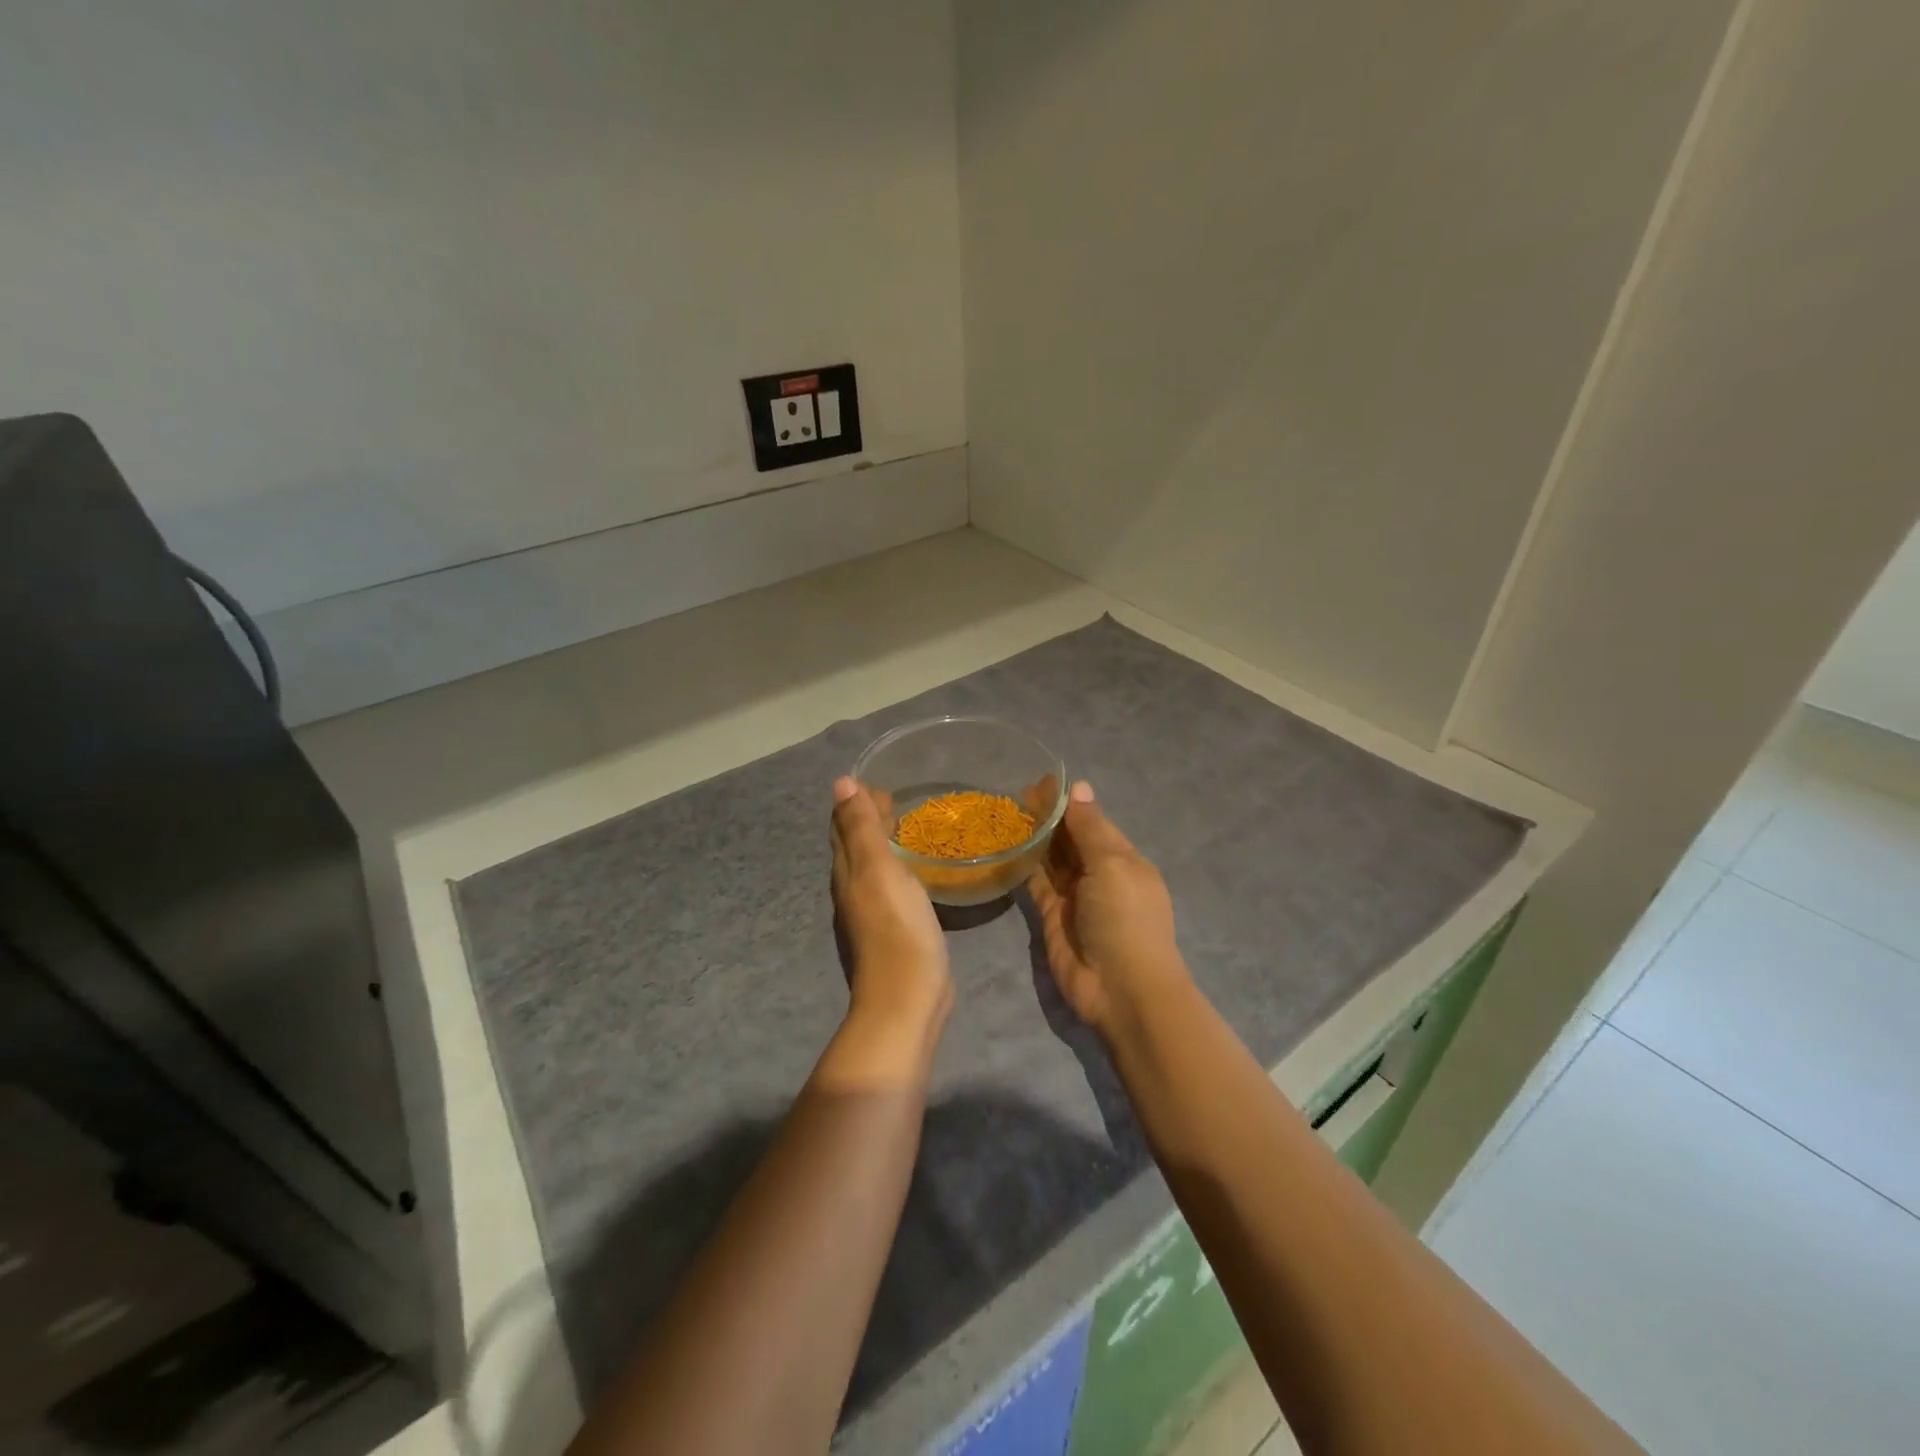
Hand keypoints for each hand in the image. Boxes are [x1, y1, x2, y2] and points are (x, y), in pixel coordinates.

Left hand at [830, 778, 951, 1037]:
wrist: (907, 995)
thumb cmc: (896, 926)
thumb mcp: (878, 868)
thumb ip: (861, 827)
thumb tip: (841, 783)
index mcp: (847, 871)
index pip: (843, 826)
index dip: (856, 802)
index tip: (881, 783)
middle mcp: (852, 889)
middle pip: (855, 846)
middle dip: (869, 820)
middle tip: (897, 799)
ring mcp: (871, 912)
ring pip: (872, 867)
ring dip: (884, 844)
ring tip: (907, 827)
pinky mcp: (893, 929)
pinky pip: (891, 887)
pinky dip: (898, 868)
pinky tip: (917, 871)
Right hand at [1029, 781, 1187, 1034]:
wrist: (1121, 989)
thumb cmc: (1125, 919)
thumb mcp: (1112, 864)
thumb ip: (1089, 827)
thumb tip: (1079, 787)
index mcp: (1122, 858)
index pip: (1092, 821)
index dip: (1068, 802)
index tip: (1040, 782)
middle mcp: (1098, 874)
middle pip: (1070, 838)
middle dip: (1048, 817)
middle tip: (1017, 795)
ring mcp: (1074, 897)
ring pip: (1051, 859)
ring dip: (1035, 837)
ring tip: (1008, 813)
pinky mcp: (1051, 916)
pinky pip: (1036, 883)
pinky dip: (1024, 864)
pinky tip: (1007, 845)